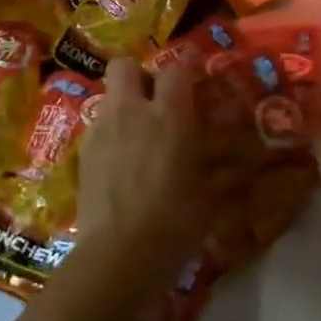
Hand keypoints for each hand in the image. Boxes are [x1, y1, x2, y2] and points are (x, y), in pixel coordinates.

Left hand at [78, 58, 247, 273]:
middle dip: (138, 76)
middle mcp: (131, 110)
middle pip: (125, 66)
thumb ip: (219, 167)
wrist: (118, 254)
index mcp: (169, 115)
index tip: (194, 84)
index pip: (176, 69)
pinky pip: (97, 128)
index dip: (185, 72)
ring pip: (109, 97)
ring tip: (137, 137)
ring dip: (123, 107)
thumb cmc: (175, 223)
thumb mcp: (210, 196)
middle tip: (153, 101)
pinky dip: (110, 136)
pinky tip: (120, 164)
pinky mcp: (82, 152)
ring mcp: (101, 129)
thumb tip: (238, 159)